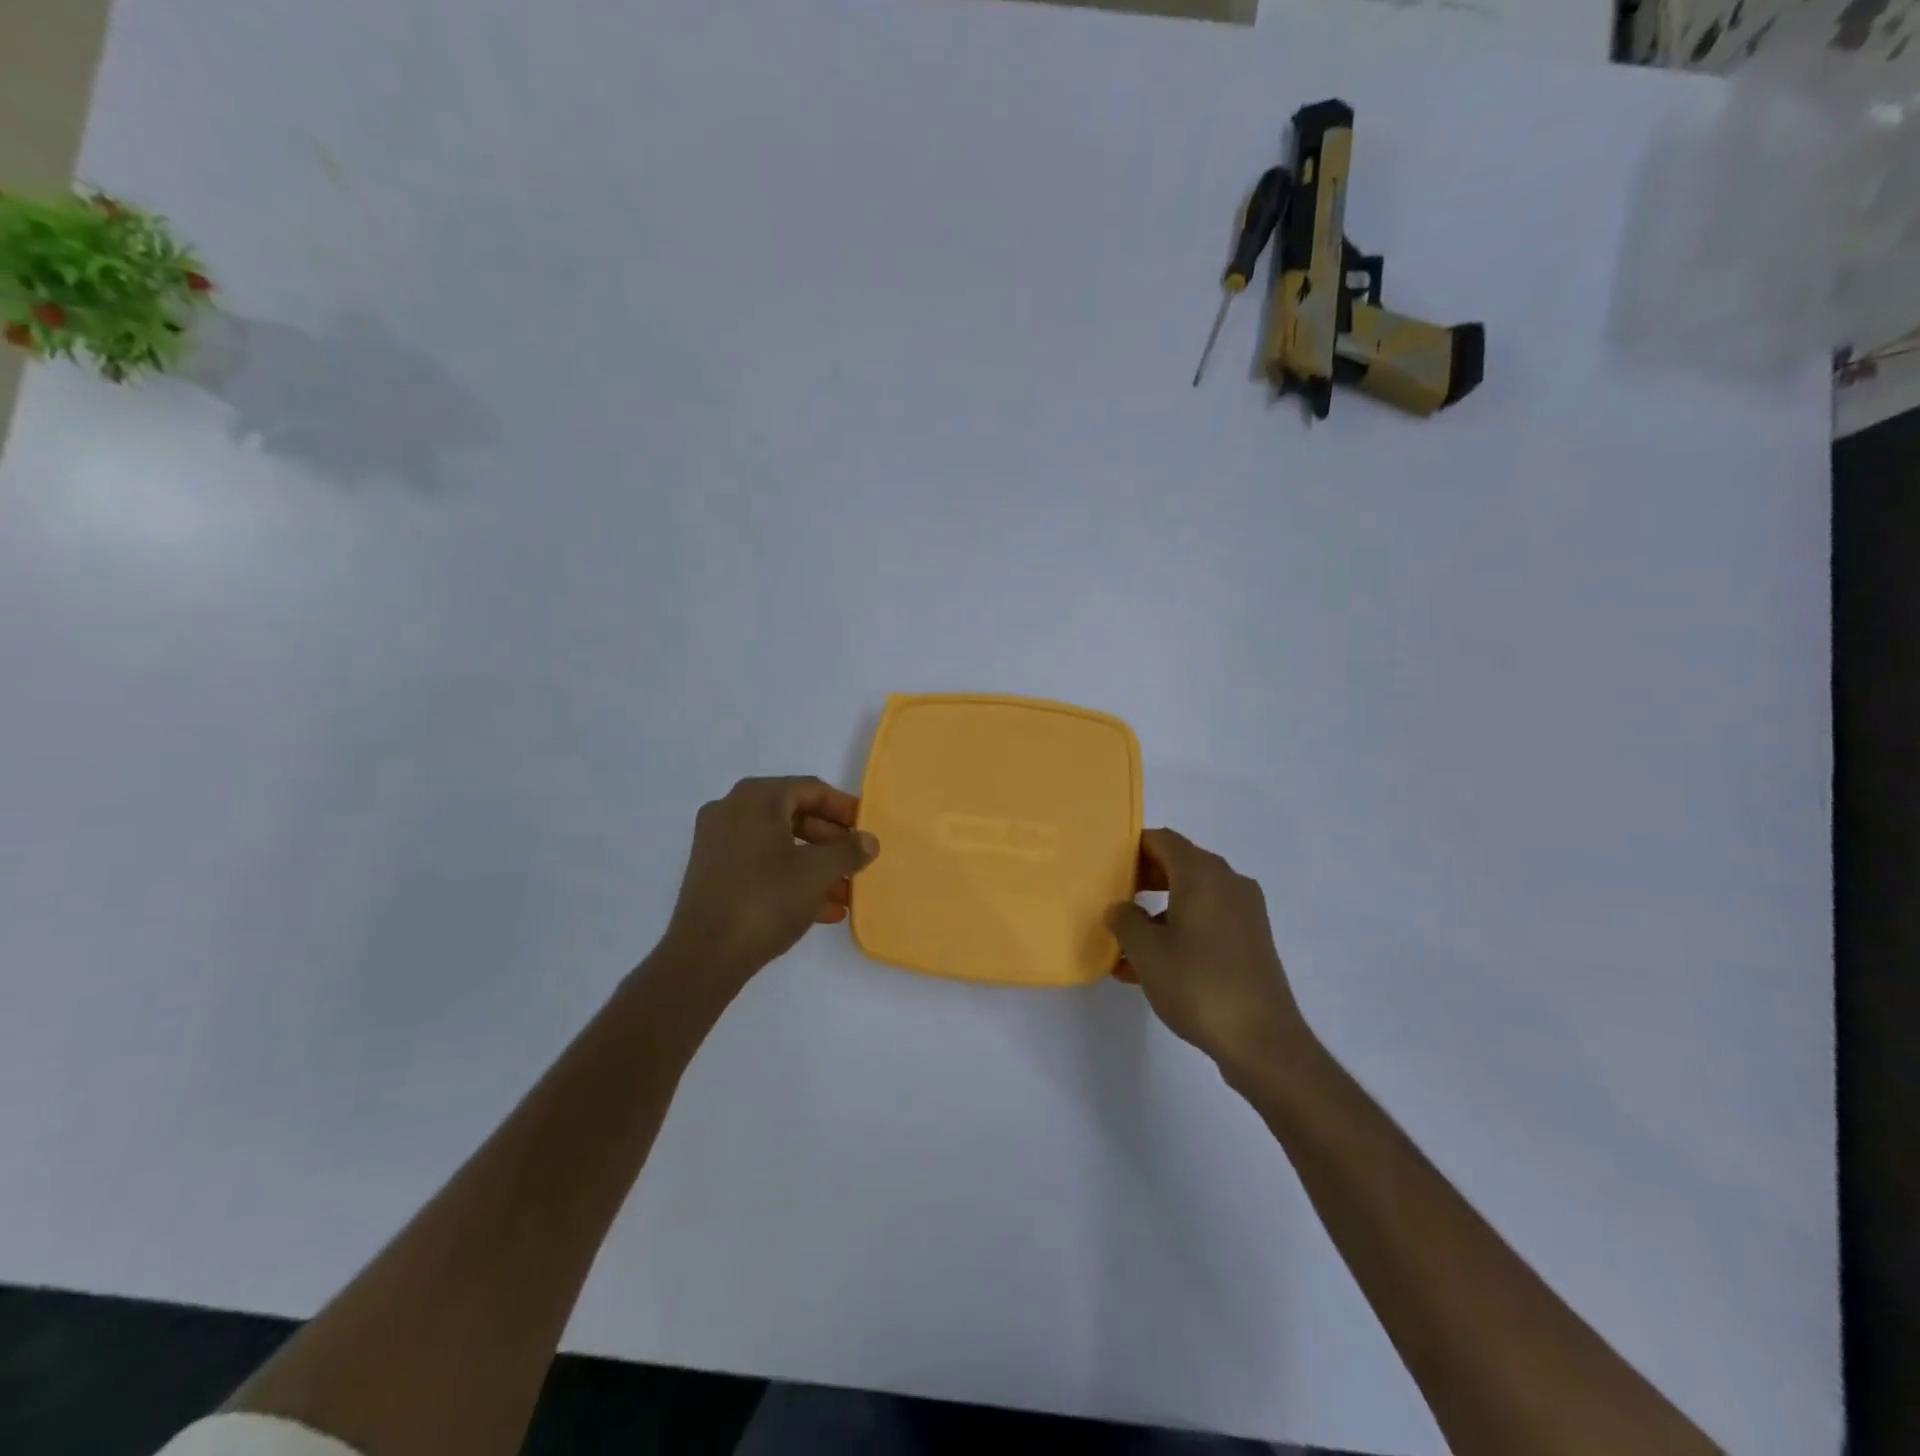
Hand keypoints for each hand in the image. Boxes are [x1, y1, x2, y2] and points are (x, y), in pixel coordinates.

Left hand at [658, 776, 879, 982]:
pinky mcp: (713, 874)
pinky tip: (823, 910)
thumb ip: (848, 851)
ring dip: (815, 865)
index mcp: (756, 798)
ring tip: (846, 893)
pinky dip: (791, 879)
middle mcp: (732, 811)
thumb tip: (869, 840)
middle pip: (795, 816)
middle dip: (831, 842)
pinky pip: (761, 865)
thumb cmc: (765, 901)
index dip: (844, 808)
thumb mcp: (817, 873)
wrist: (704, 957)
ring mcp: (718, 843)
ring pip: (780, 844)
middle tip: (857, 862)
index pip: (811, 789)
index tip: (867, 830)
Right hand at [1110, 828, 1307, 1079]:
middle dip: (1143, 880)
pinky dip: (1179, 931)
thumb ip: (1125, 919)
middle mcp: (1228, 882)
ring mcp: (1245, 912)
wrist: (1262, 1040)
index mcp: (1202, 874)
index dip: (1131, 849)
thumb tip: (1122, 908)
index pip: (1162, 840)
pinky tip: (1151, 967)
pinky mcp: (1252, 939)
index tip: (1106, 868)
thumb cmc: (1198, 985)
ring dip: (1158, 911)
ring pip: (1192, 896)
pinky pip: (1207, 920)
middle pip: (1178, 864)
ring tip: (1126, 944)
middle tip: (1113, 901)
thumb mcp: (1146, 951)